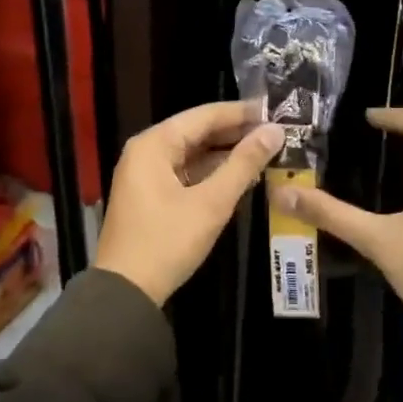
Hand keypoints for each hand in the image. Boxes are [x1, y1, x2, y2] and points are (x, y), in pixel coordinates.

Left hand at [95, 100, 285, 306]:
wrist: (126, 291)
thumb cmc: (167, 241)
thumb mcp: (211, 203)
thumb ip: (243, 164)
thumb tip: (275, 131)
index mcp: (154, 144)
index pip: (204, 116)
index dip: (241, 112)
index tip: (275, 110)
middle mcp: (146, 151)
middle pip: (196, 132)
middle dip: (235, 132)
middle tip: (276, 131)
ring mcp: (145, 174)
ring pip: (192, 153)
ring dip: (225, 153)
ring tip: (265, 151)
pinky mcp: (149, 195)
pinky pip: (185, 172)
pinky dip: (211, 172)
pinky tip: (239, 175)